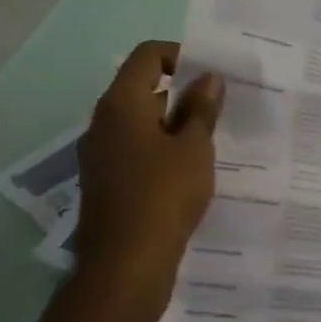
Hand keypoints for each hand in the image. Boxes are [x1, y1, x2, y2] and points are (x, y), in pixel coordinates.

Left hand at [76, 41, 223, 286]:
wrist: (125, 265)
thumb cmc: (164, 195)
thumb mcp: (195, 148)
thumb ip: (202, 109)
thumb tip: (208, 78)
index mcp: (121, 105)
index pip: (147, 56)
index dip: (181, 55)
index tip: (211, 76)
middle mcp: (103, 123)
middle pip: (143, 88)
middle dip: (182, 93)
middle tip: (220, 109)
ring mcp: (100, 155)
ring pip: (141, 123)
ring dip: (175, 124)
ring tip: (211, 141)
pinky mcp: (105, 182)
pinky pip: (136, 151)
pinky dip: (162, 150)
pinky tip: (190, 172)